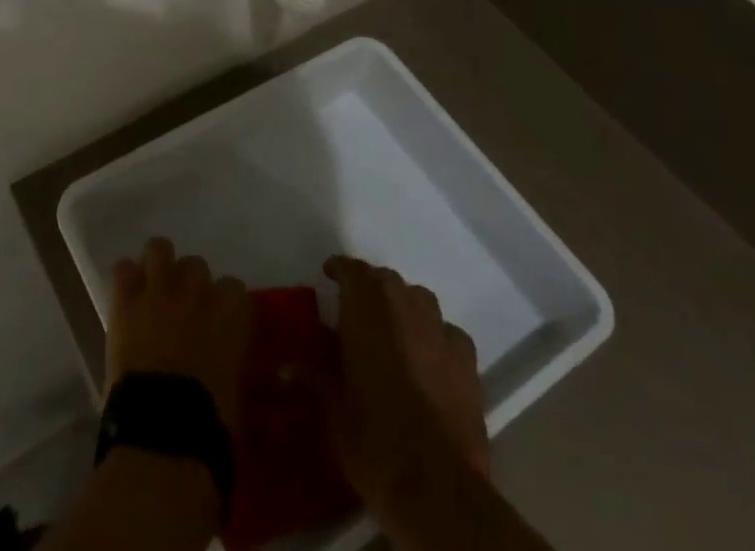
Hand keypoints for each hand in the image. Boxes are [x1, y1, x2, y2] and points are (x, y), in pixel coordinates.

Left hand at [107, 238, 250, 428]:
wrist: (163, 431)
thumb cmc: (209, 422)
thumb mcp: (234, 389)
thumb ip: (229, 360)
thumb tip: (222, 363)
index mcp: (230, 312)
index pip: (234, 288)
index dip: (225, 304)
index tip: (220, 322)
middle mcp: (197, 289)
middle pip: (195, 264)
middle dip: (190, 284)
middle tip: (184, 310)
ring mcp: (159, 290)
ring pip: (159, 248)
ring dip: (158, 265)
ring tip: (154, 288)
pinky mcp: (126, 301)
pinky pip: (123, 269)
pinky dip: (126, 280)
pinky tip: (127, 297)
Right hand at [319, 255, 489, 512]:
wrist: (438, 486)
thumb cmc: (374, 439)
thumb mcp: (333, 411)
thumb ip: (315, 378)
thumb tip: (287, 368)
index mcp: (366, 308)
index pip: (352, 270)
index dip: (339, 269)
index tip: (329, 274)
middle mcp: (403, 305)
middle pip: (385, 280)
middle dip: (370, 289)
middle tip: (356, 311)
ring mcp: (439, 330)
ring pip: (418, 299)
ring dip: (403, 306)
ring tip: (393, 330)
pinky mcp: (468, 359)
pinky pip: (447, 332)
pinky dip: (435, 336)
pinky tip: (430, 357)